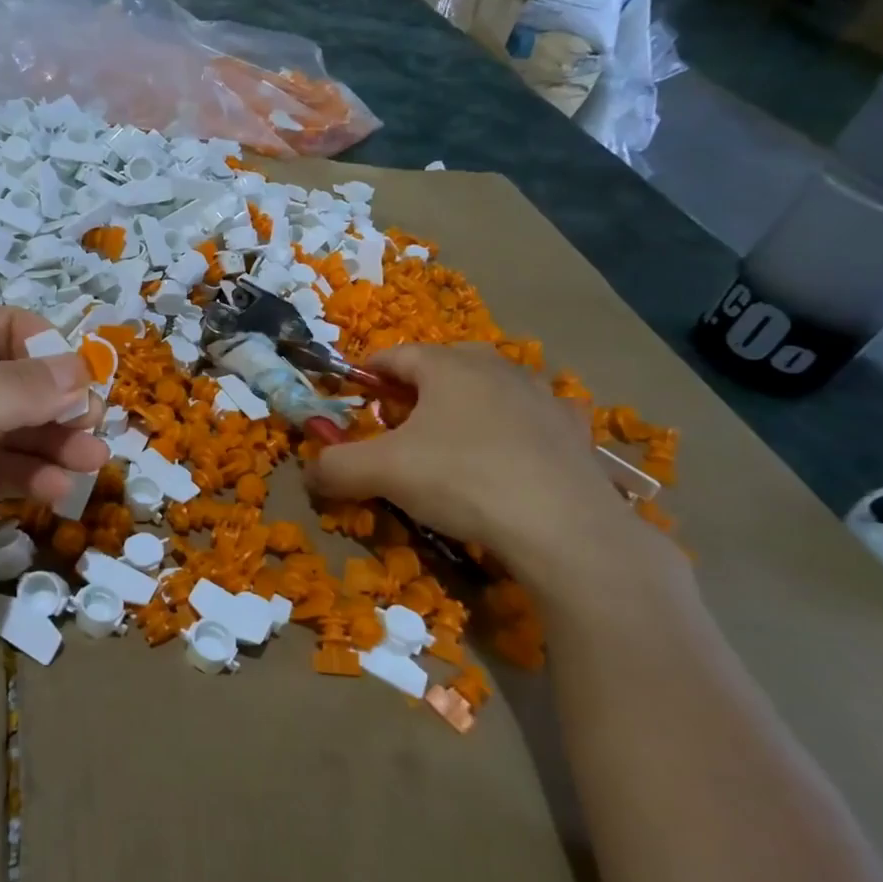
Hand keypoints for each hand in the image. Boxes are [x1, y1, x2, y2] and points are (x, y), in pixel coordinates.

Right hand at [306, 343, 654, 583]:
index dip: (368, 372)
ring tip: (451, 440)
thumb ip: (335, 467)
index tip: (354, 394)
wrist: (563, 527)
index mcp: (447, 365)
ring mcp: (542, 396)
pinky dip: (516, 428)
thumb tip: (308, 472)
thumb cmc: (461, 479)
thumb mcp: (382, 472)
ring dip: (466, 405)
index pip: (395, 355)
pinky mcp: (574, 431)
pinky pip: (535, 418)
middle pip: (444, 365)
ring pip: (491, 388)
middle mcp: (496, 368)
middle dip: (417, 388)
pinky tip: (511, 455)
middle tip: (399, 421)